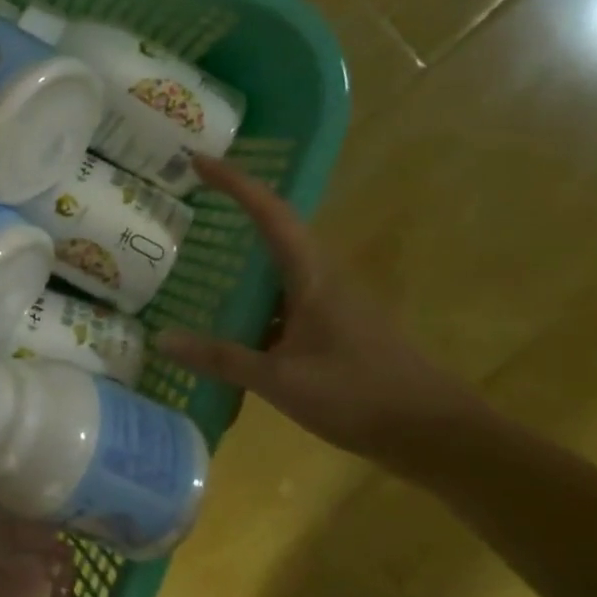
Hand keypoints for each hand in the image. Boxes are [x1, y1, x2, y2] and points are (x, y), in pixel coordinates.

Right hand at [156, 156, 486, 461]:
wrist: (435, 434)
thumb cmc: (359, 395)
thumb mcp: (280, 379)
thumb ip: (221, 358)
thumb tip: (162, 338)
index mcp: (312, 276)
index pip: (270, 213)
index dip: (235, 183)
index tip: (198, 161)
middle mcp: (322, 279)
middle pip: (275, 230)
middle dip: (234, 210)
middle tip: (188, 205)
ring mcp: (330, 305)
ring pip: (278, 268)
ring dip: (242, 258)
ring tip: (194, 259)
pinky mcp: (333, 330)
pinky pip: (283, 300)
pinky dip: (251, 300)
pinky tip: (227, 321)